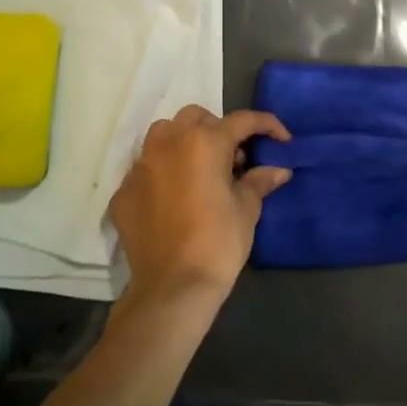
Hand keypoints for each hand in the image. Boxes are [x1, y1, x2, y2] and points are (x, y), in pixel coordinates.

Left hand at [109, 105, 290, 302]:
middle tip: (235, 158)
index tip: (282, 140)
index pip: (242, 120)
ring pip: (164, 134)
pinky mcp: (124, 191)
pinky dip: (163, 173)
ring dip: (185, 141)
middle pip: (197, 117)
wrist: (173, 287)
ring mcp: (141, 166)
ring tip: (200, 169)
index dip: (267, 125)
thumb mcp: (247, 209)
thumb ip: (259, 181)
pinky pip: (146, 169)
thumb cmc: (218, 242)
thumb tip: (278, 170)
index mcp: (204, 142)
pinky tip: (174, 198)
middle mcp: (169, 143)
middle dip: (219, 129)